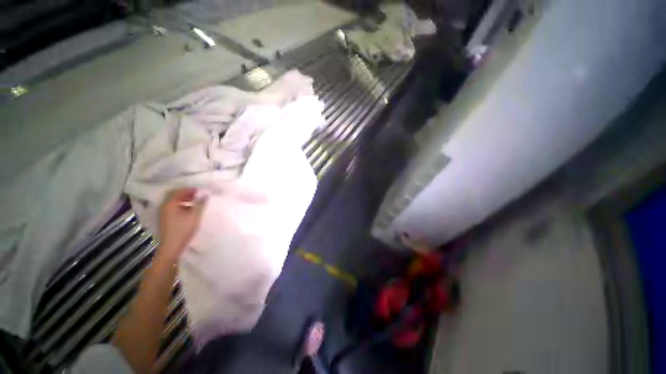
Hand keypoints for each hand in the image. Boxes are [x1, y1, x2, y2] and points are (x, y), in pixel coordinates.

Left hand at [157, 188, 205, 261]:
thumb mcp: (195, 216)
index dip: (190, 189)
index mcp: (170, 204)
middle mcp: (165, 207)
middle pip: (176, 196)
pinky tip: (191, 210)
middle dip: (188, 194)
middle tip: (199, 195)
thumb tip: (205, 193)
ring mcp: (164, 214)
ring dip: (186, 200)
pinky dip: (183, 206)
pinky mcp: (166, 219)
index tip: (201, 190)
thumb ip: (200, 203)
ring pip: (175, 202)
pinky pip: (175, 208)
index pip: (179, 191)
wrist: (171, 247)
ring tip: (197, 202)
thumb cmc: (183, 230)